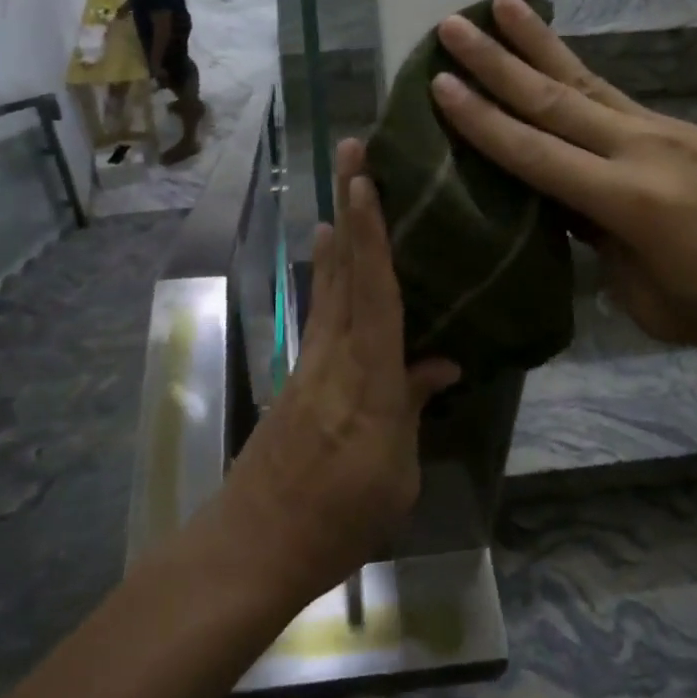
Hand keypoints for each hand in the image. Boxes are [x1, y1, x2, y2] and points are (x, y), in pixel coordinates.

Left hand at [216, 139, 459, 605]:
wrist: (255, 544)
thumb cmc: (340, 518)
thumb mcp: (396, 472)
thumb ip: (413, 406)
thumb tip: (441, 361)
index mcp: (369, 377)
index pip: (375, 291)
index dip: (372, 233)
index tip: (365, 180)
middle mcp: (336, 354)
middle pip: (346, 269)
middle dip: (350, 208)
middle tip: (350, 153)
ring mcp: (311, 361)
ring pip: (329, 285)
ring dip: (338, 236)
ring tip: (342, 195)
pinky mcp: (298, 376)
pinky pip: (321, 312)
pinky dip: (328, 277)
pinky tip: (331, 264)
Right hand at [431, 0, 696, 363]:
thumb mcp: (657, 304)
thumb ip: (606, 255)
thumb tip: (581, 219)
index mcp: (626, 201)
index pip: (534, 153)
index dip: (482, 121)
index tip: (439, 84)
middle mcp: (639, 149)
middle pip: (552, 97)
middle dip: (495, 60)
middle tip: (450, 24)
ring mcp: (664, 131)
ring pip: (584, 81)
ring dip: (535, 43)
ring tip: (498, 4)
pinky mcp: (685, 130)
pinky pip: (614, 96)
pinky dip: (576, 72)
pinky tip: (557, 62)